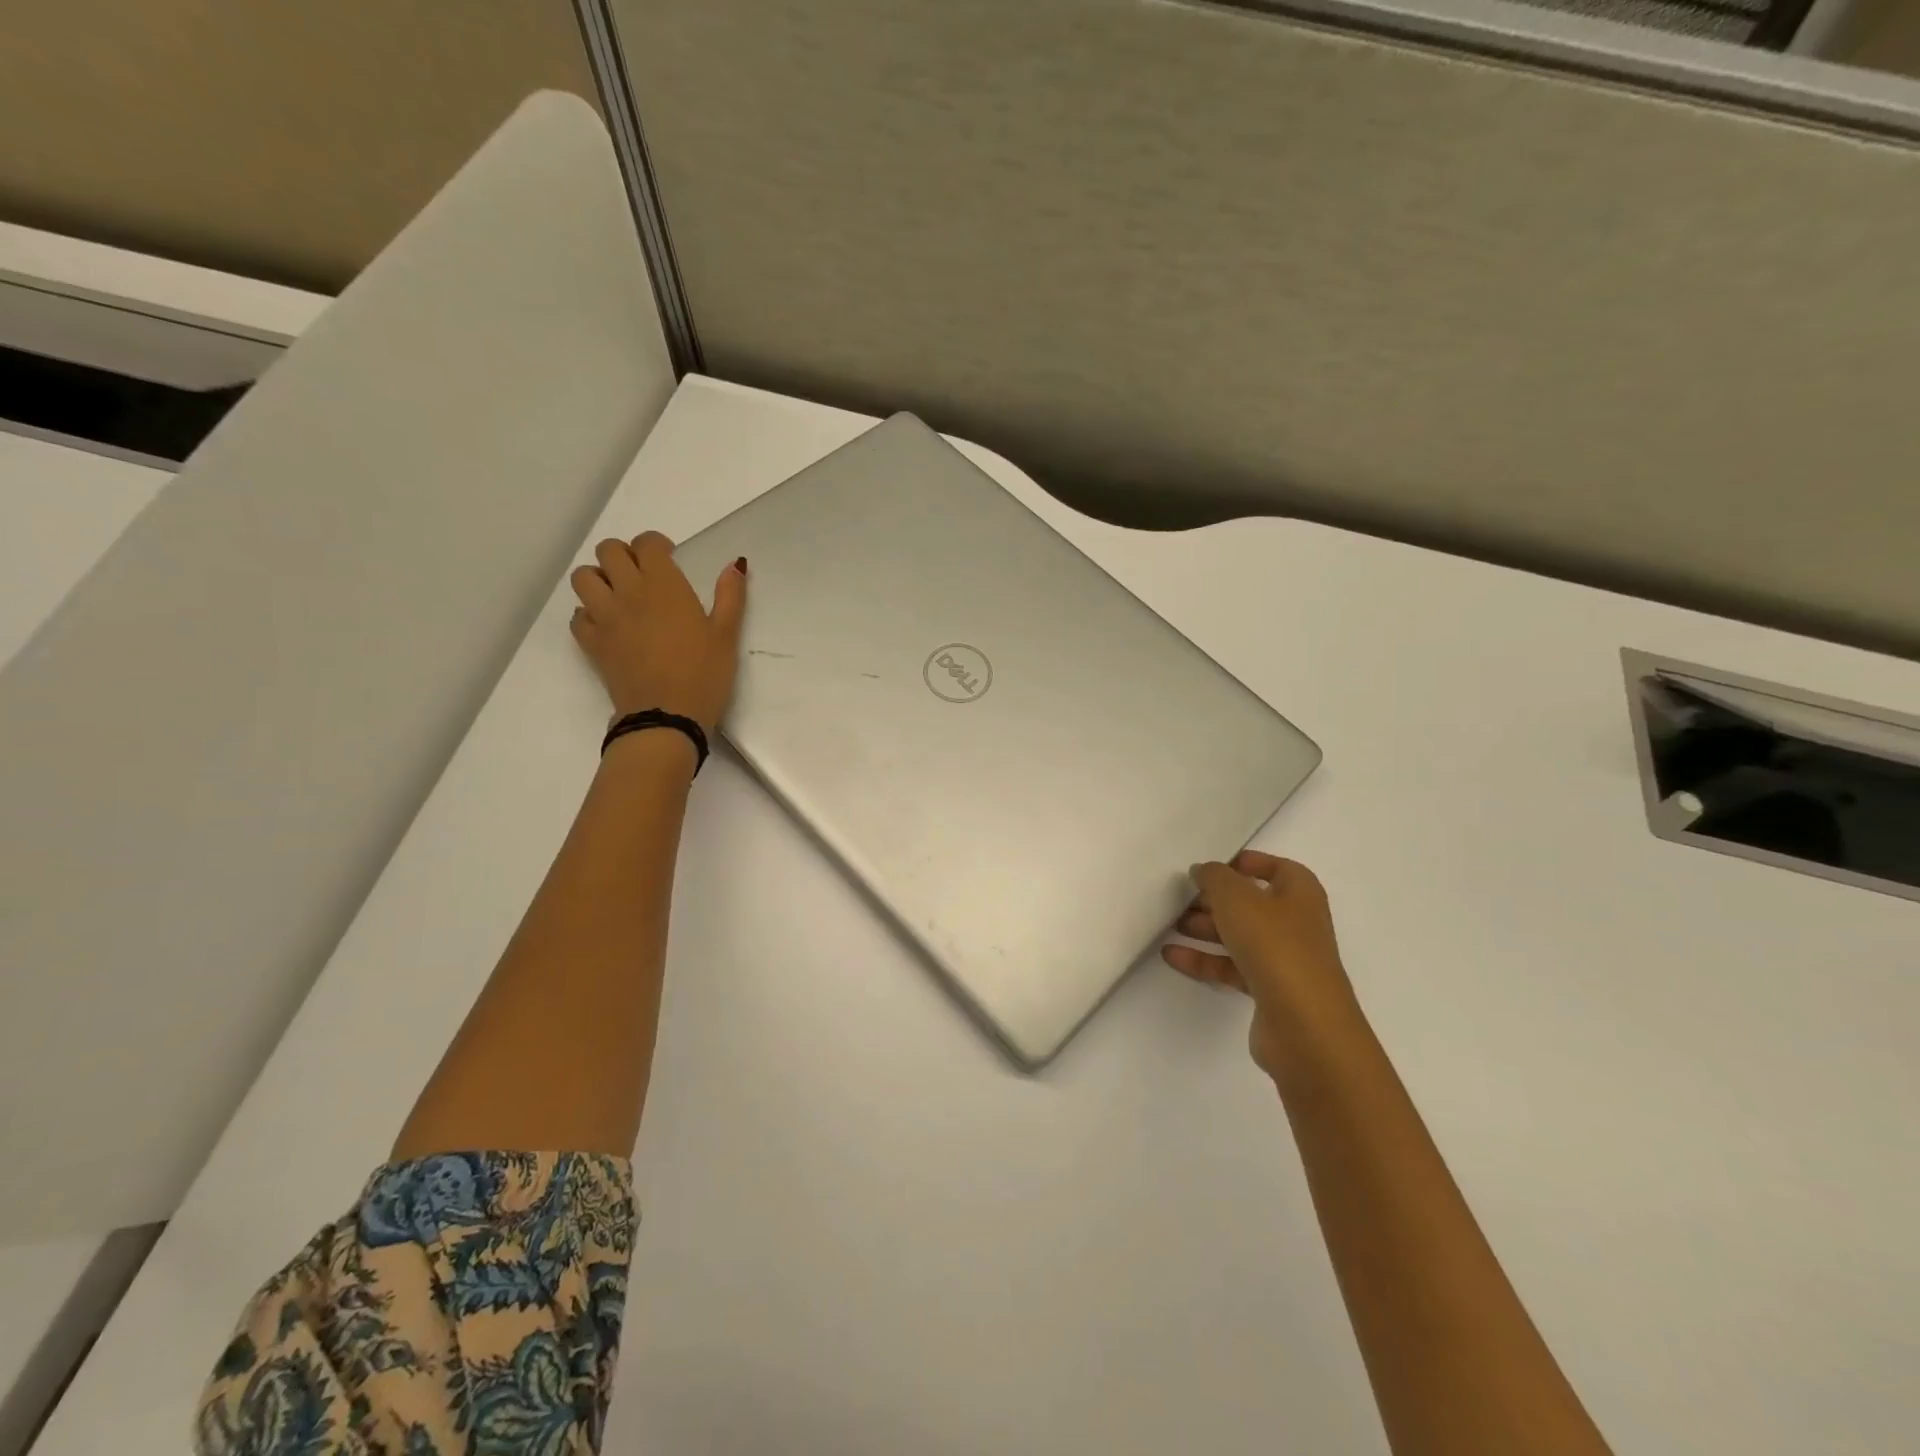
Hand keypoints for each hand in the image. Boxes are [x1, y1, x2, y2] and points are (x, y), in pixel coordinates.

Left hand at [569, 532, 745, 733]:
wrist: (666, 717)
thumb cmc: (703, 675)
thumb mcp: (726, 636)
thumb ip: (730, 597)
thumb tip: (735, 565)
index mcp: (664, 586)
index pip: (646, 544)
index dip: (656, 545)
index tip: (669, 558)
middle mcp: (628, 593)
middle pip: (608, 551)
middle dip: (624, 555)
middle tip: (642, 574)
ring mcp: (605, 617)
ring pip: (584, 578)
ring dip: (599, 579)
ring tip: (619, 595)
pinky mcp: (592, 643)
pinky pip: (578, 616)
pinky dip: (589, 614)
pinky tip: (609, 626)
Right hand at [1162, 851, 1355, 1080]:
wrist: (1304, 1025)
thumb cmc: (1275, 946)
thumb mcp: (1237, 899)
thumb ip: (1215, 878)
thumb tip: (1203, 871)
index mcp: (1300, 894)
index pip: (1277, 868)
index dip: (1248, 864)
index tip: (1213, 869)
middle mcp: (1296, 924)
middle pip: (1252, 903)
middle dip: (1216, 899)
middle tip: (1183, 898)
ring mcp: (1284, 960)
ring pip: (1240, 936)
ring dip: (1206, 929)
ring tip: (1172, 925)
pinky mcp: (1269, 991)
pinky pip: (1231, 967)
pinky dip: (1204, 960)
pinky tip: (1172, 956)